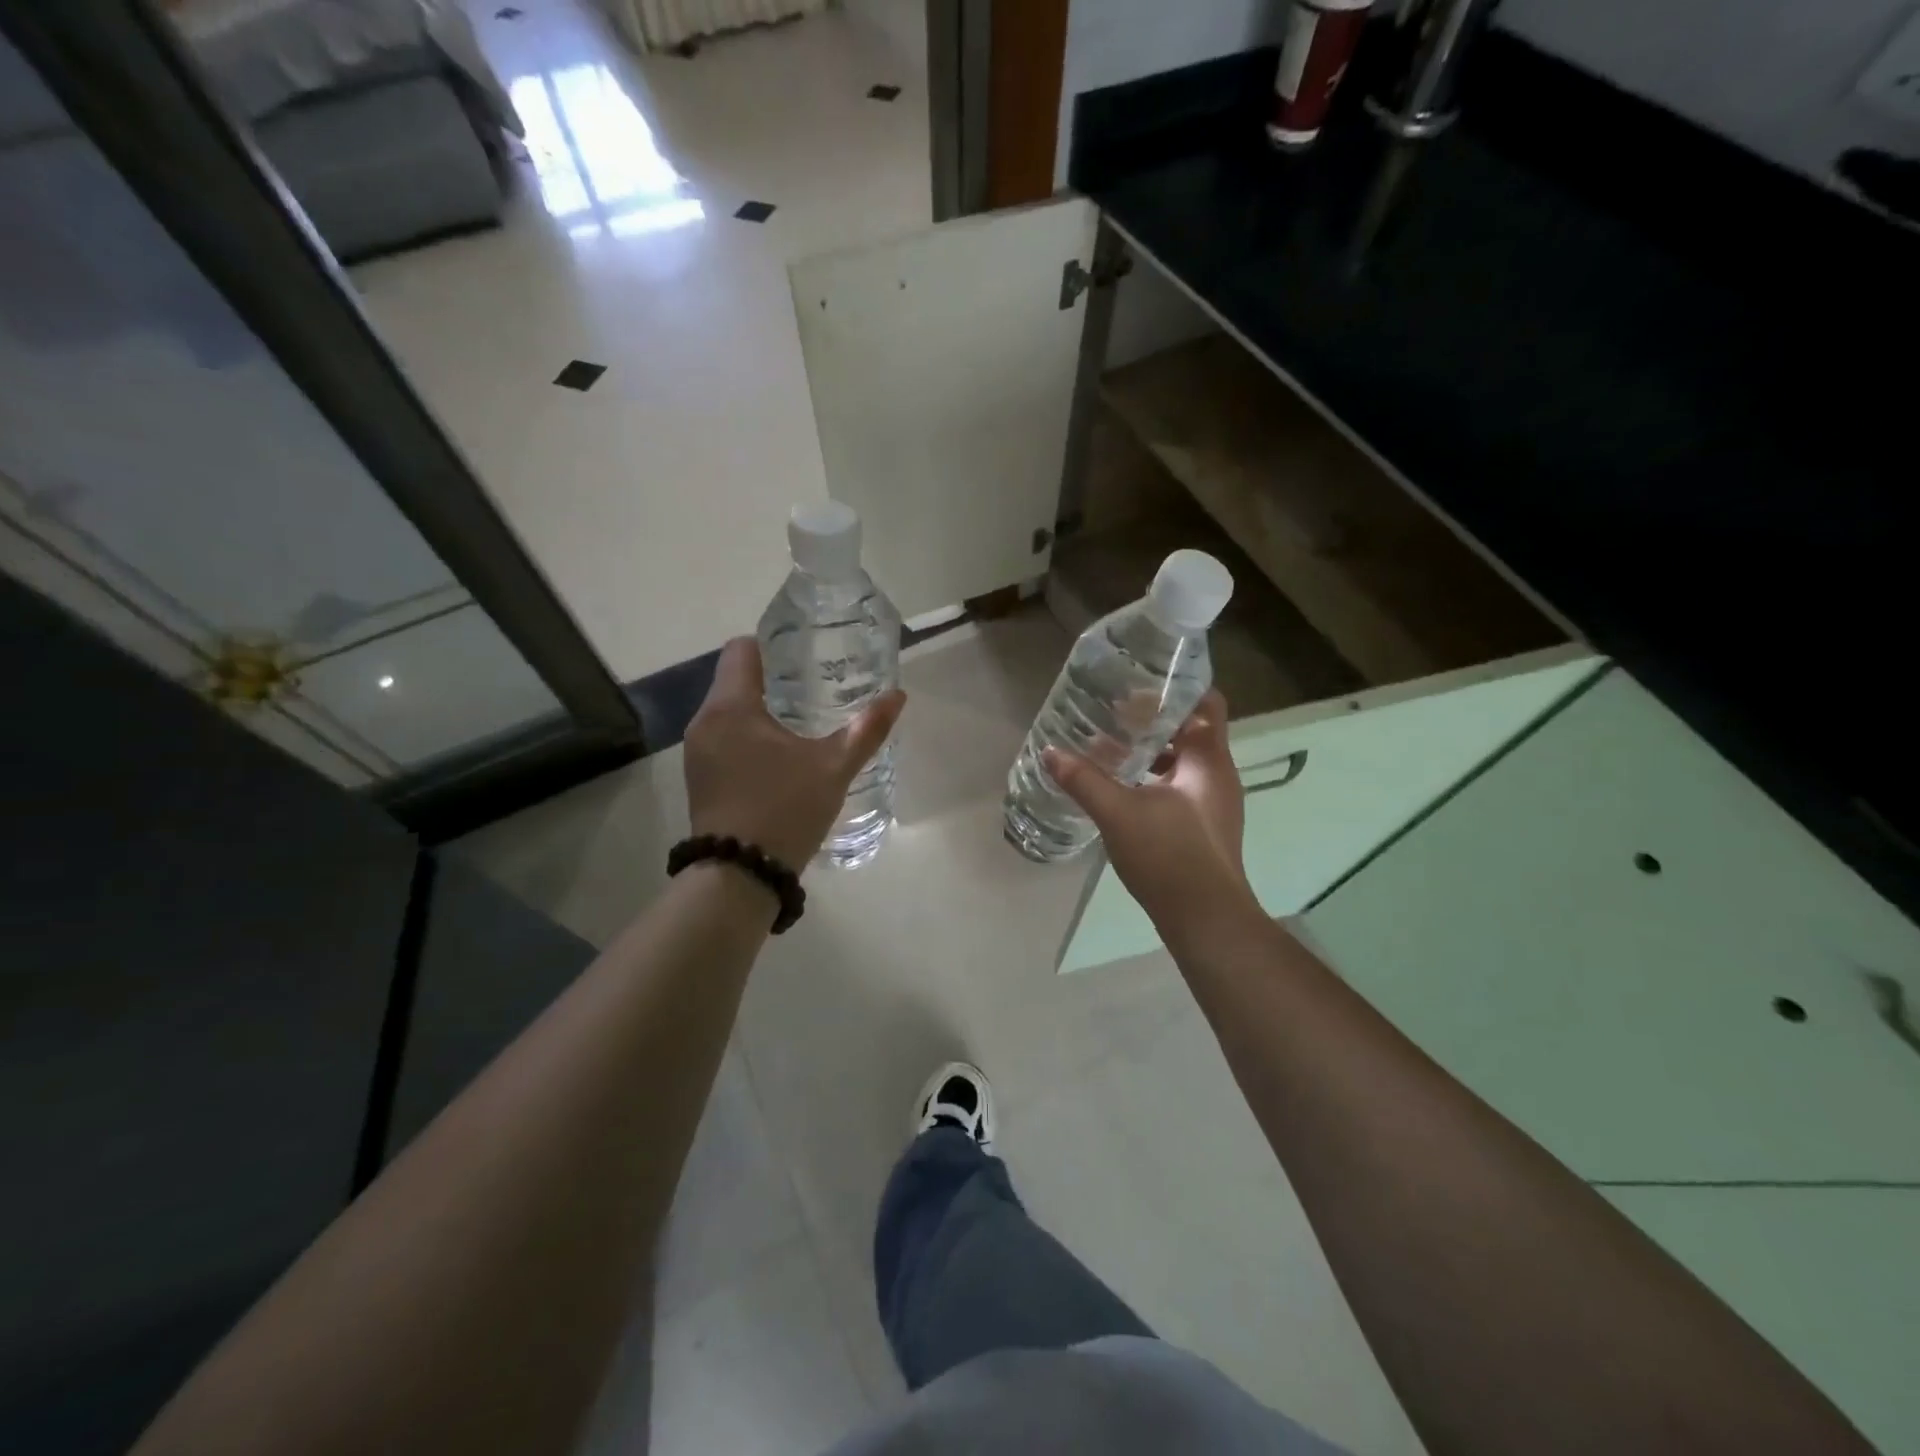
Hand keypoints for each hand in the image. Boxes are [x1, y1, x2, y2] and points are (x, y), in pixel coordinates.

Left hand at [684, 637, 906, 868]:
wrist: (740, 874)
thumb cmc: (785, 809)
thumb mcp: (834, 767)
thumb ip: (866, 729)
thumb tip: (898, 695)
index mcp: (732, 707)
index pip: (741, 650)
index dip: (771, 645)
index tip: (803, 655)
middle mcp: (705, 721)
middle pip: (734, 680)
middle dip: (771, 680)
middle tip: (813, 687)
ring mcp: (696, 752)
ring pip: (727, 712)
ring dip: (758, 711)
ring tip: (798, 723)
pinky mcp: (698, 778)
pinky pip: (721, 738)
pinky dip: (746, 737)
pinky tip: (776, 758)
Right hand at [1042, 690, 1254, 928]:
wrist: (1206, 920)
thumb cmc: (1169, 855)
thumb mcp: (1118, 812)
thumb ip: (1083, 779)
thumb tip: (1050, 752)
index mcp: (1209, 760)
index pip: (1207, 703)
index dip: (1177, 688)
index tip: (1140, 683)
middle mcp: (1218, 775)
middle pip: (1191, 731)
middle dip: (1153, 721)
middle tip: (1113, 712)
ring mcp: (1213, 804)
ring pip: (1183, 762)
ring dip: (1151, 752)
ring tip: (1111, 746)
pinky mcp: (1203, 827)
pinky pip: (1179, 788)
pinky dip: (1153, 779)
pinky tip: (1121, 788)